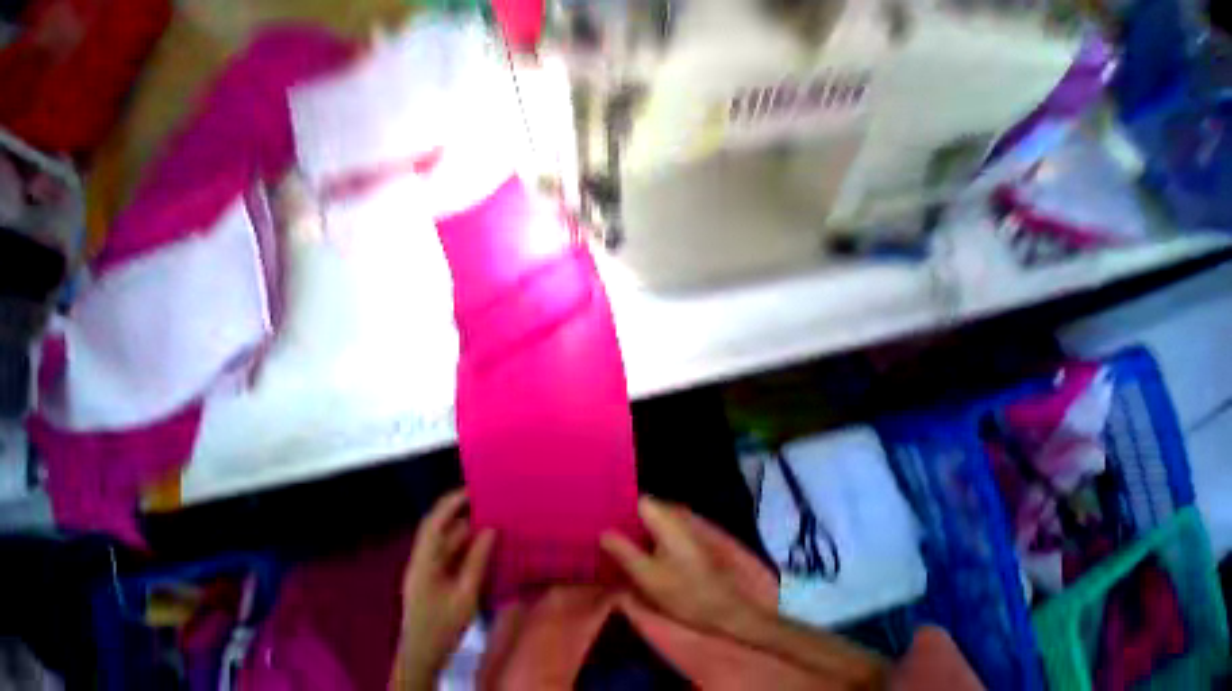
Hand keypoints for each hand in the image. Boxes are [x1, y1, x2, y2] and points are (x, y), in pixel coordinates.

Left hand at [392, 490, 494, 689]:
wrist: (421, 660)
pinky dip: (467, 541)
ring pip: (447, 538)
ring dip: (467, 526)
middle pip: (439, 526)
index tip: (473, 488)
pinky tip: (485, 540)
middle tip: (488, 497)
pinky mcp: (434, 576)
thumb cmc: (441, 629)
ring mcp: (427, 568)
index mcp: (424, 563)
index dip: (451, 503)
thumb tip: (491, 528)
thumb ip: (477, 560)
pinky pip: (451, 550)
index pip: (434, 523)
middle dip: (461, 509)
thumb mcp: (464, 596)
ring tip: (492, 515)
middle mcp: (423, 560)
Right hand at [600, 496, 757, 636]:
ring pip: (652, 518)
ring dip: (637, 529)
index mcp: (661, 514)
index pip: (633, 498)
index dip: (617, 507)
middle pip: (642, 508)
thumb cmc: (685, 589)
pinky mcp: (689, 534)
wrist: (728, 605)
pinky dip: (650, 536)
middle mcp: (672, 510)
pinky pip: (662, 528)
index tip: (600, 519)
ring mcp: (683, 521)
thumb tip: (603, 532)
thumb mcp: (648, 576)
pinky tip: (641, 552)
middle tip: (606, 536)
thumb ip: (623, 551)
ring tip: (618, 544)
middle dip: (625, 520)